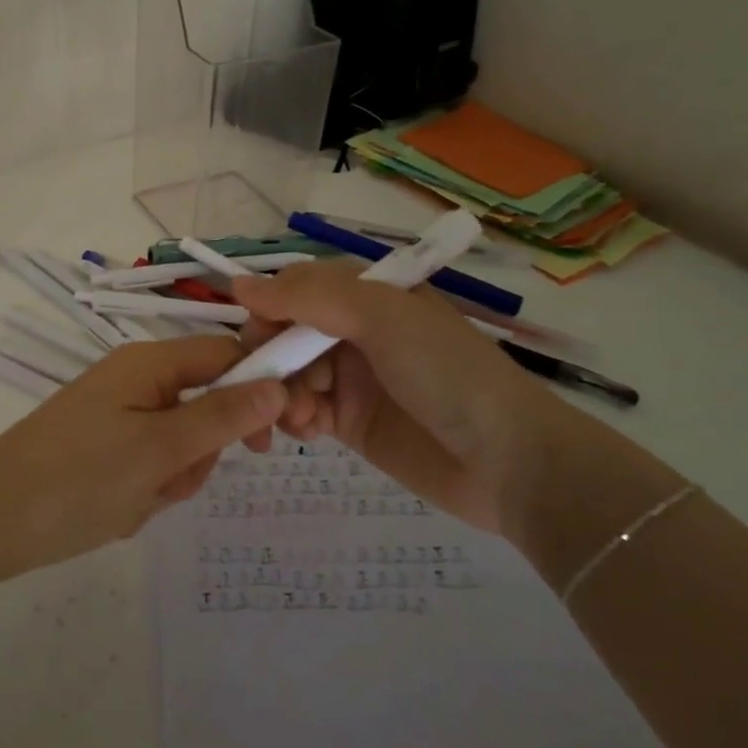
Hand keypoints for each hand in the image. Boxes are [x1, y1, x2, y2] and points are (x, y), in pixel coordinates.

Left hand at [0, 337, 287, 581]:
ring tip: (136, 499)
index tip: (279, 438)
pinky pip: (151, 462)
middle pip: (206, 403)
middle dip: (201, 451)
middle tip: (173, 478)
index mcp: (150, 362)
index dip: (260, 388)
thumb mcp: (160, 449)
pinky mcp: (105, 447)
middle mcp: (136, 378)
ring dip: (172, 476)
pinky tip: (117, 509)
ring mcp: (118, 414)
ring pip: (181, 442)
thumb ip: (223, 416)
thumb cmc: (79, 479)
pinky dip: (147, 489)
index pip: (227, 354)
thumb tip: (278, 384)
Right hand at [230, 263, 560, 535]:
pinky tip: (310, 432)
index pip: (294, 288)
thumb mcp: (383, 317)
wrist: (510, 462)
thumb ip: (310, 296)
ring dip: (280, 391)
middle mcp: (352, 330)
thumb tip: (238, 284)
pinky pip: (301, 410)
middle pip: (282, 332)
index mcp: (365, 294)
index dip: (268, 309)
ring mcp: (349, 377)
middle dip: (270, 357)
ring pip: (286, 372)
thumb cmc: (447, 373)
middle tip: (275, 386)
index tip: (258, 337)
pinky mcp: (348, 421)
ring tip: (299, 417)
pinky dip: (294, 418)